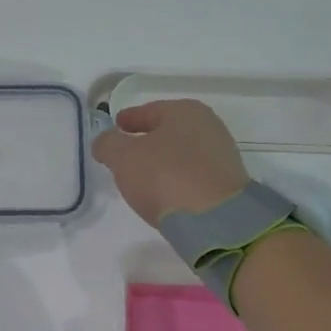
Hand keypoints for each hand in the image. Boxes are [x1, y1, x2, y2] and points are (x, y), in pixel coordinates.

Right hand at [91, 99, 248, 228]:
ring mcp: (220, 156)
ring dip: (162, 162)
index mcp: (184, 111)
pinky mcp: (225, 184)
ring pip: (181, 154)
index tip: (116, 125)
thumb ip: (108, 144)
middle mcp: (208, 127)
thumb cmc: (165, 177)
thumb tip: (105, 142)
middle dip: (147, 140)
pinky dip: (176, 179)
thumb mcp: (123, 157)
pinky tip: (164, 192)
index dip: (129, 118)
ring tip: (142, 177)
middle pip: (168, 131)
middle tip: (126, 153)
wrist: (214, 219)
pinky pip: (191, 176)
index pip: (149, 110)